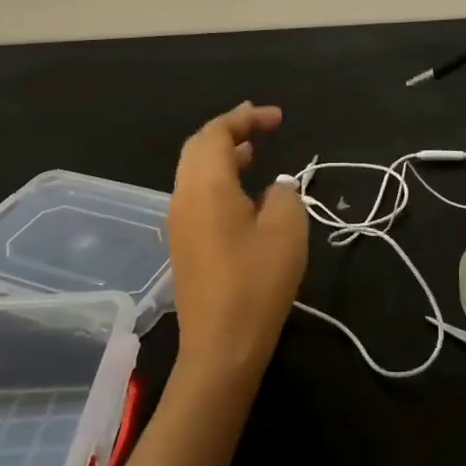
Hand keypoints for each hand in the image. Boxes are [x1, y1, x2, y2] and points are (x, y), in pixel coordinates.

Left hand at [168, 103, 309, 385]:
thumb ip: (284, 194)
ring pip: (194, 171)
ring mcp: (179, 222)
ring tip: (253, 150)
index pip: (217, 133)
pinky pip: (196, 194)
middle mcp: (184, 196)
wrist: (221, 348)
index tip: (277, 118)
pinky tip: (243, 191)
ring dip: (222, 154)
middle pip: (198, 147)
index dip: (246, 118)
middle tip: (260, 123)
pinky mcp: (184, 244)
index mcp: (206, 185)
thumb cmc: (257, 282)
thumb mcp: (287, 229)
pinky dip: (218, 178)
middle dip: (229, 130)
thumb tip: (276, 186)